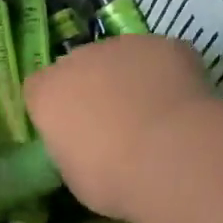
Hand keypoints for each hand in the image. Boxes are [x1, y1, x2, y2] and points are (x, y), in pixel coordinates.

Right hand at [23, 35, 213, 219]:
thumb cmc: (112, 178)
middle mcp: (79, 59)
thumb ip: (73, 149)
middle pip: (81, 68)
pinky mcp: (166, 44)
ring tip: (155, 115)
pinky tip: (183, 105)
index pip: (39, 89)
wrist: (170, 156)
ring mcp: (124, 46)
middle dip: (94, 88)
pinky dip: (169, 75)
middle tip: (116, 124)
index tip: (72, 131)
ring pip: (123, 58)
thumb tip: (87, 148)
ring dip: (132, 79)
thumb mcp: (76, 176)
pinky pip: (163, 58)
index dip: (57, 108)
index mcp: (47, 93)